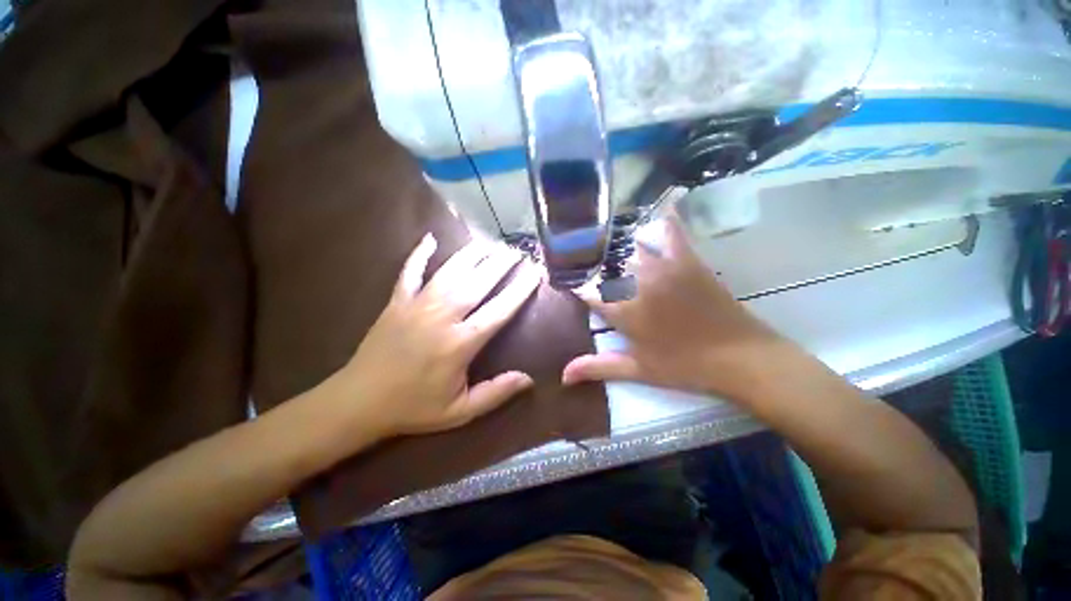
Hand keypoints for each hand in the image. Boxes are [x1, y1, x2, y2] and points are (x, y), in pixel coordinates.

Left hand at [333, 234, 541, 436]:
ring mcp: (417, 305)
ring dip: (472, 254)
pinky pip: (410, 271)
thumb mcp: (459, 411)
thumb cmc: (414, 407)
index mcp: (460, 343)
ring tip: (490, 242)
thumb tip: (528, 380)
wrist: (358, 402)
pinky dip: (419, 254)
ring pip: (450, 271)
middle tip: (516, 251)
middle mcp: (442, 317)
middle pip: (478, 282)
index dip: (519, 290)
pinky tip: (430, 238)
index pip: (499, 310)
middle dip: (500, 264)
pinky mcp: (397, 301)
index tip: (534, 273)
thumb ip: (495, 393)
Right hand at [562, 217, 792, 403]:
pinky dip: (663, 221)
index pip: (587, 290)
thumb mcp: (638, 370)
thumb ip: (597, 367)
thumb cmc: (684, 366)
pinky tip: (657, 211)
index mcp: (623, 311)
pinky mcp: (687, 261)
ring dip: (616, 248)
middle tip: (584, 263)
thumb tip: (563, 377)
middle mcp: (637, 283)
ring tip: (605, 244)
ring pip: (629, 248)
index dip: (575, 285)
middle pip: (604, 265)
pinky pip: (671, 233)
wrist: (740, 358)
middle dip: (592, 265)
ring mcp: (663, 268)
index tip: (566, 281)